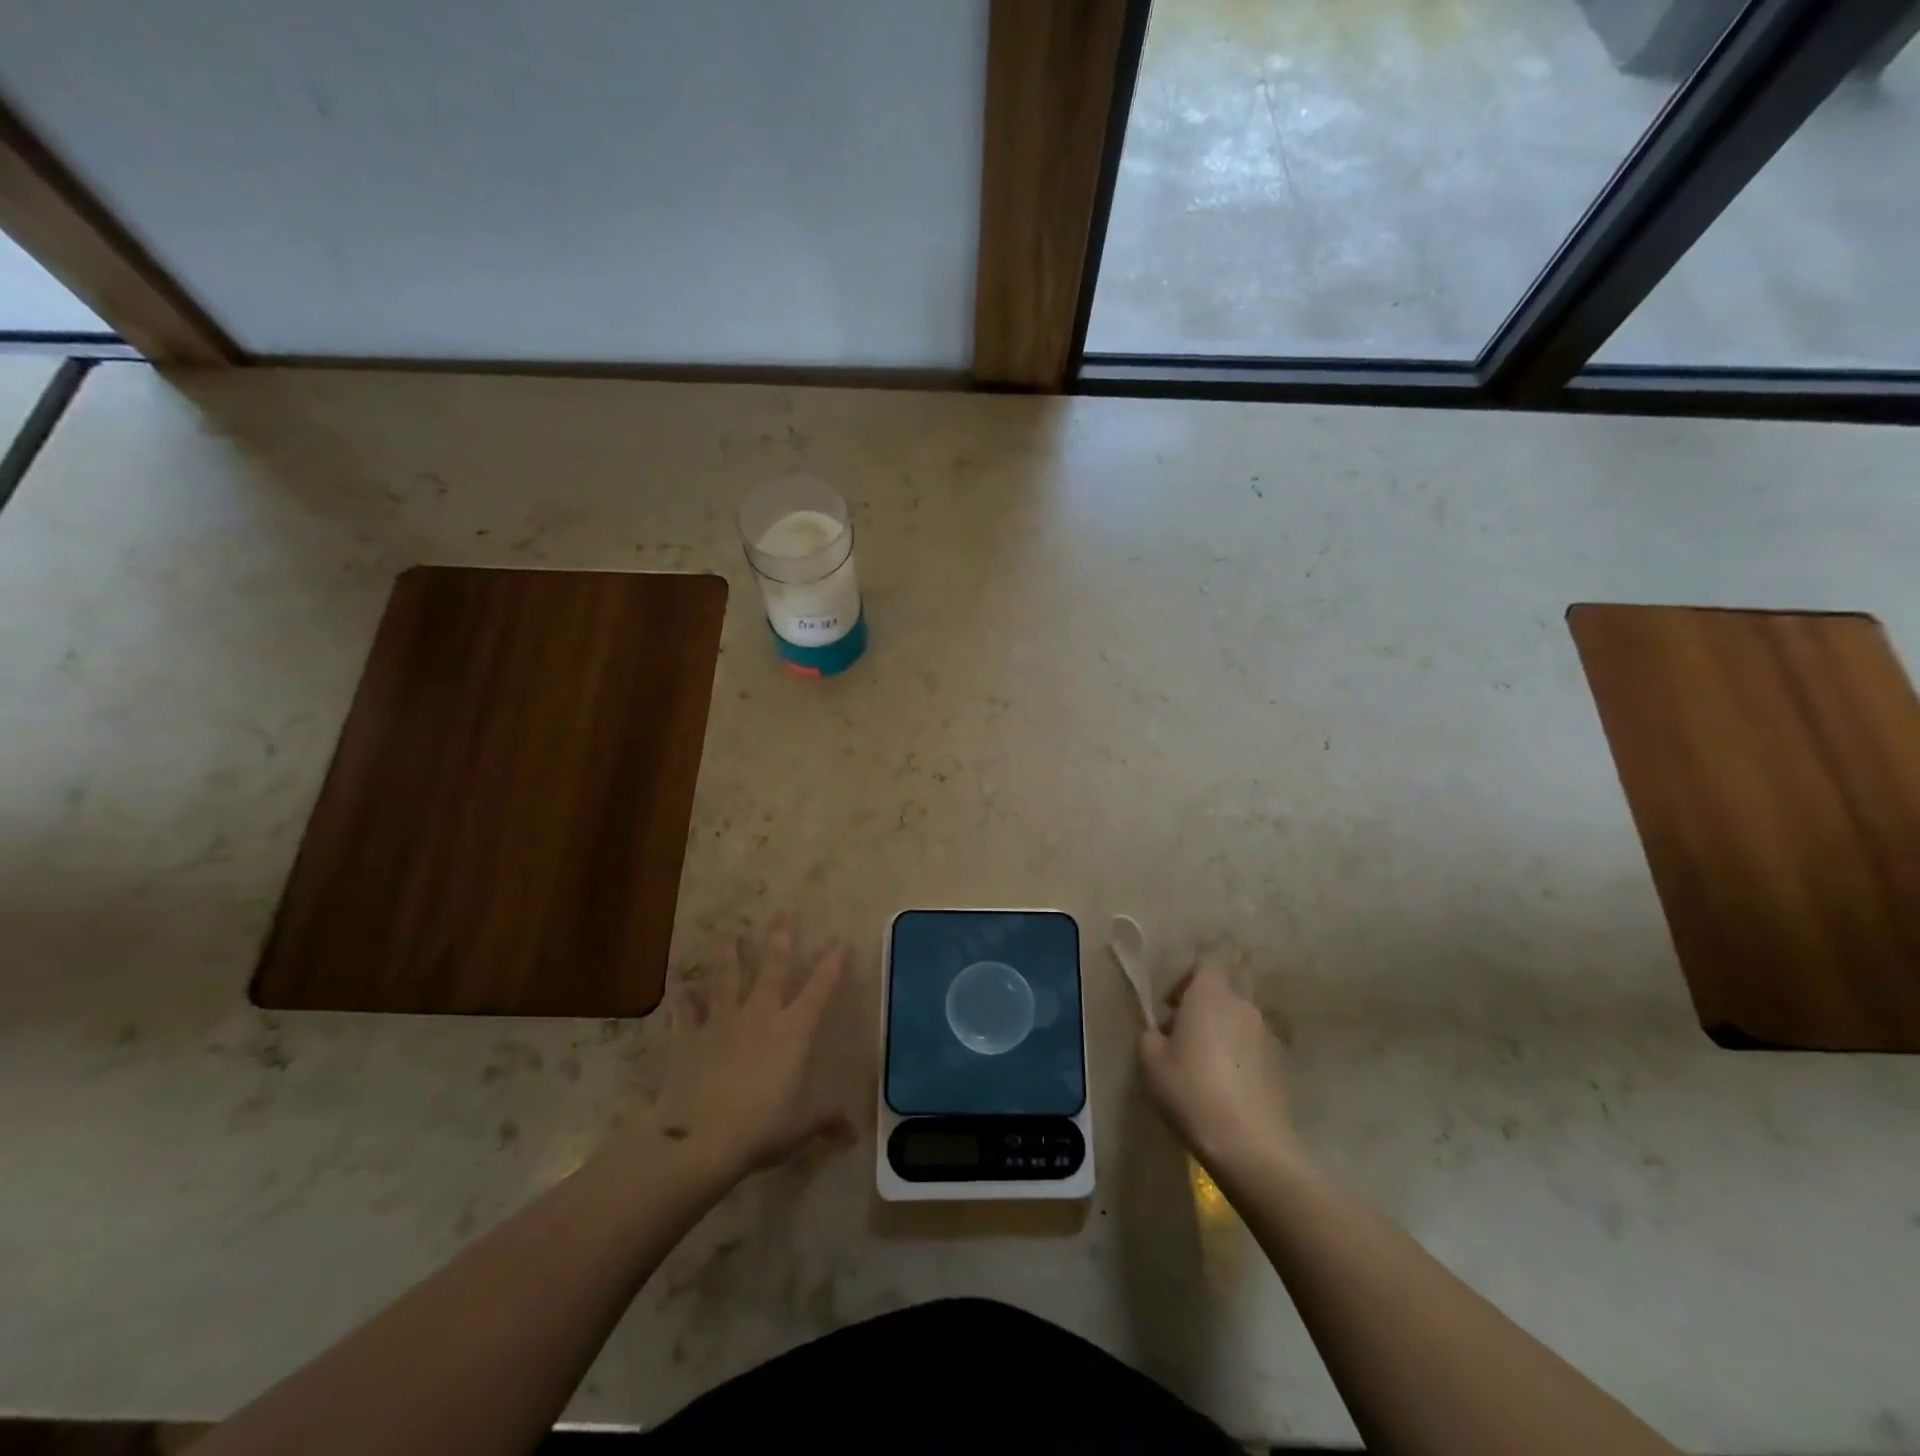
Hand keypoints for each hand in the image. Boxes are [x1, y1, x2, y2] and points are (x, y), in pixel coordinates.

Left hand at [647, 914, 851, 1180]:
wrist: (698, 1140)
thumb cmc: (759, 1129)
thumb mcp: (800, 1127)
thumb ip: (825, 1121)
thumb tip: (854, 1134)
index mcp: (792, 1032)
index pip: (818, 991)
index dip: (831, 967)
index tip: (840, 943)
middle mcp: (759, 1016)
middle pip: (771, 968)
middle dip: (779, 938)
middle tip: (782, 911)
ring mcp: (721, 1022)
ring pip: (724, 976)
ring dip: (725, 951)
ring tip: (724, 929)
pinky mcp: (687, 1037)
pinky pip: (684, 1011)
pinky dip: (682, 997)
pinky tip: (678, 984)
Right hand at [1138, 964, 1306, 1179]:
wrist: (1249, 1144)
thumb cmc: (1191, 1091)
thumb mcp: (1151, 1061)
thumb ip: (1151, 1036)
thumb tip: (1161, 1034)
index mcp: (1210, 996)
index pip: (1203, 967)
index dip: (1184, 982)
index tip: (1169, 1009)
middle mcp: (1242, 1007)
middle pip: (1220, 996)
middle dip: (1199, 1011)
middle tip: (1179, 1042)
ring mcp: (1266, 1037)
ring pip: (1236, 1023)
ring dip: (1219, 1035)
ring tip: (1201, 1070)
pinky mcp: (1280, 1066)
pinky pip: (1251, 1050)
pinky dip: (1237, 1059)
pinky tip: (1224, 1091)